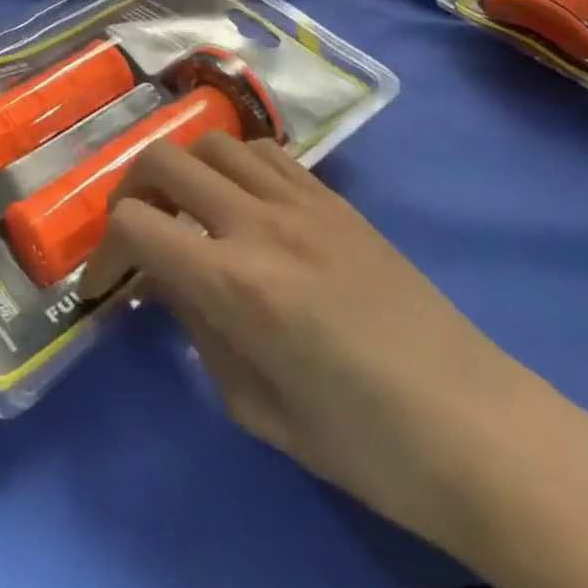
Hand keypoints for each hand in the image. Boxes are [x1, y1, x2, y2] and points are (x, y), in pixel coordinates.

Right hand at [83, 134, 573, 550]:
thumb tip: (165, 282)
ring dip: (184, 169)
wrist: (482, 433)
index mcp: (236, 285)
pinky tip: (245, 202)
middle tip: (138, 229)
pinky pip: (265, 152)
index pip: (136, 224)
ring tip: (190, 209)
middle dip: (130, 188)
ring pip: (212, 141)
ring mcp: (302, 202)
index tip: (109, 281)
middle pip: (162, 159)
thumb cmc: (367, 446)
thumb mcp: (258, 410)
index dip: (104, 249)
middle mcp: (260, 224)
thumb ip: (199, 332)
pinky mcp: (335, 199)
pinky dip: (236, 164)